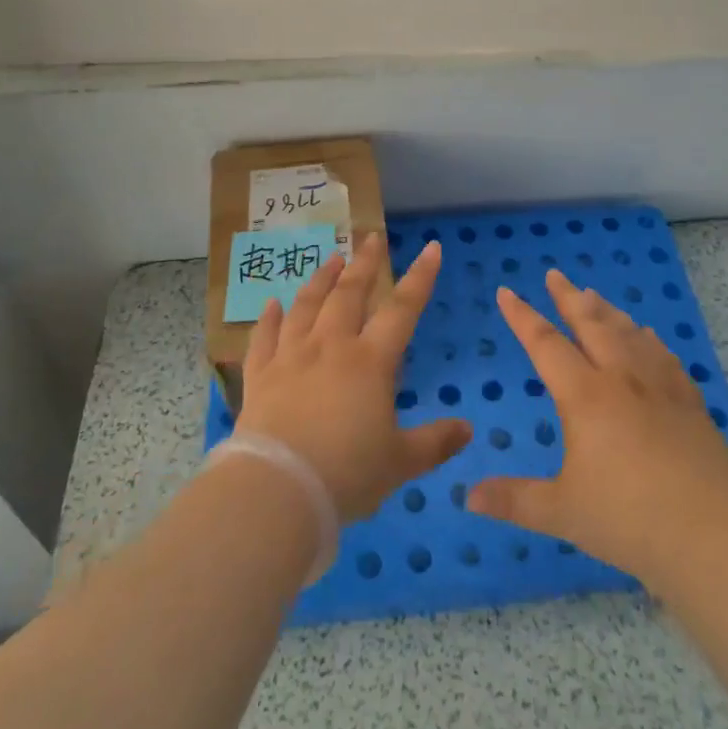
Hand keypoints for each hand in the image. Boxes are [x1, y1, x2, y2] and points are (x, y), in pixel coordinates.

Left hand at [235, 234, 471, 521]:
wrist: (278, 489)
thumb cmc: (347, 474)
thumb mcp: (400, 463)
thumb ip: (434, 443)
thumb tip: (468, 429)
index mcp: (370, 362)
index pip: (402, 309)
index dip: (420, 278)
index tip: (431, 248)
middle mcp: (330, 347)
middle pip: (349, 294)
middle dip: (363, 264)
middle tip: (370, 238)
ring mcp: (291, 357)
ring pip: (306, 306)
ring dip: (319, 280)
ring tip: (330, 260)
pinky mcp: (260, 376)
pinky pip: (263, 338)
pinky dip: (268, 319)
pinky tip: (271, 304)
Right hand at [468, 269, 727, 584]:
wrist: (714, 532)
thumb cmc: (630, 519)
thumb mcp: (563, 512)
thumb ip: (514, 500)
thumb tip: (468, 497)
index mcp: (585, 396)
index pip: (545, 344)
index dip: (522, 317)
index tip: (506, 291)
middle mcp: (621, 378)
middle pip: (591, 323)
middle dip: (568, 297)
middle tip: (555, 275)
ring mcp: (660, 386)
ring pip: (628, 332)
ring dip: (607, 311)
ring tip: (594, 296)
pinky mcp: (689, 401)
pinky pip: (663, 355)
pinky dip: (648, 339)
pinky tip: (647, 337)